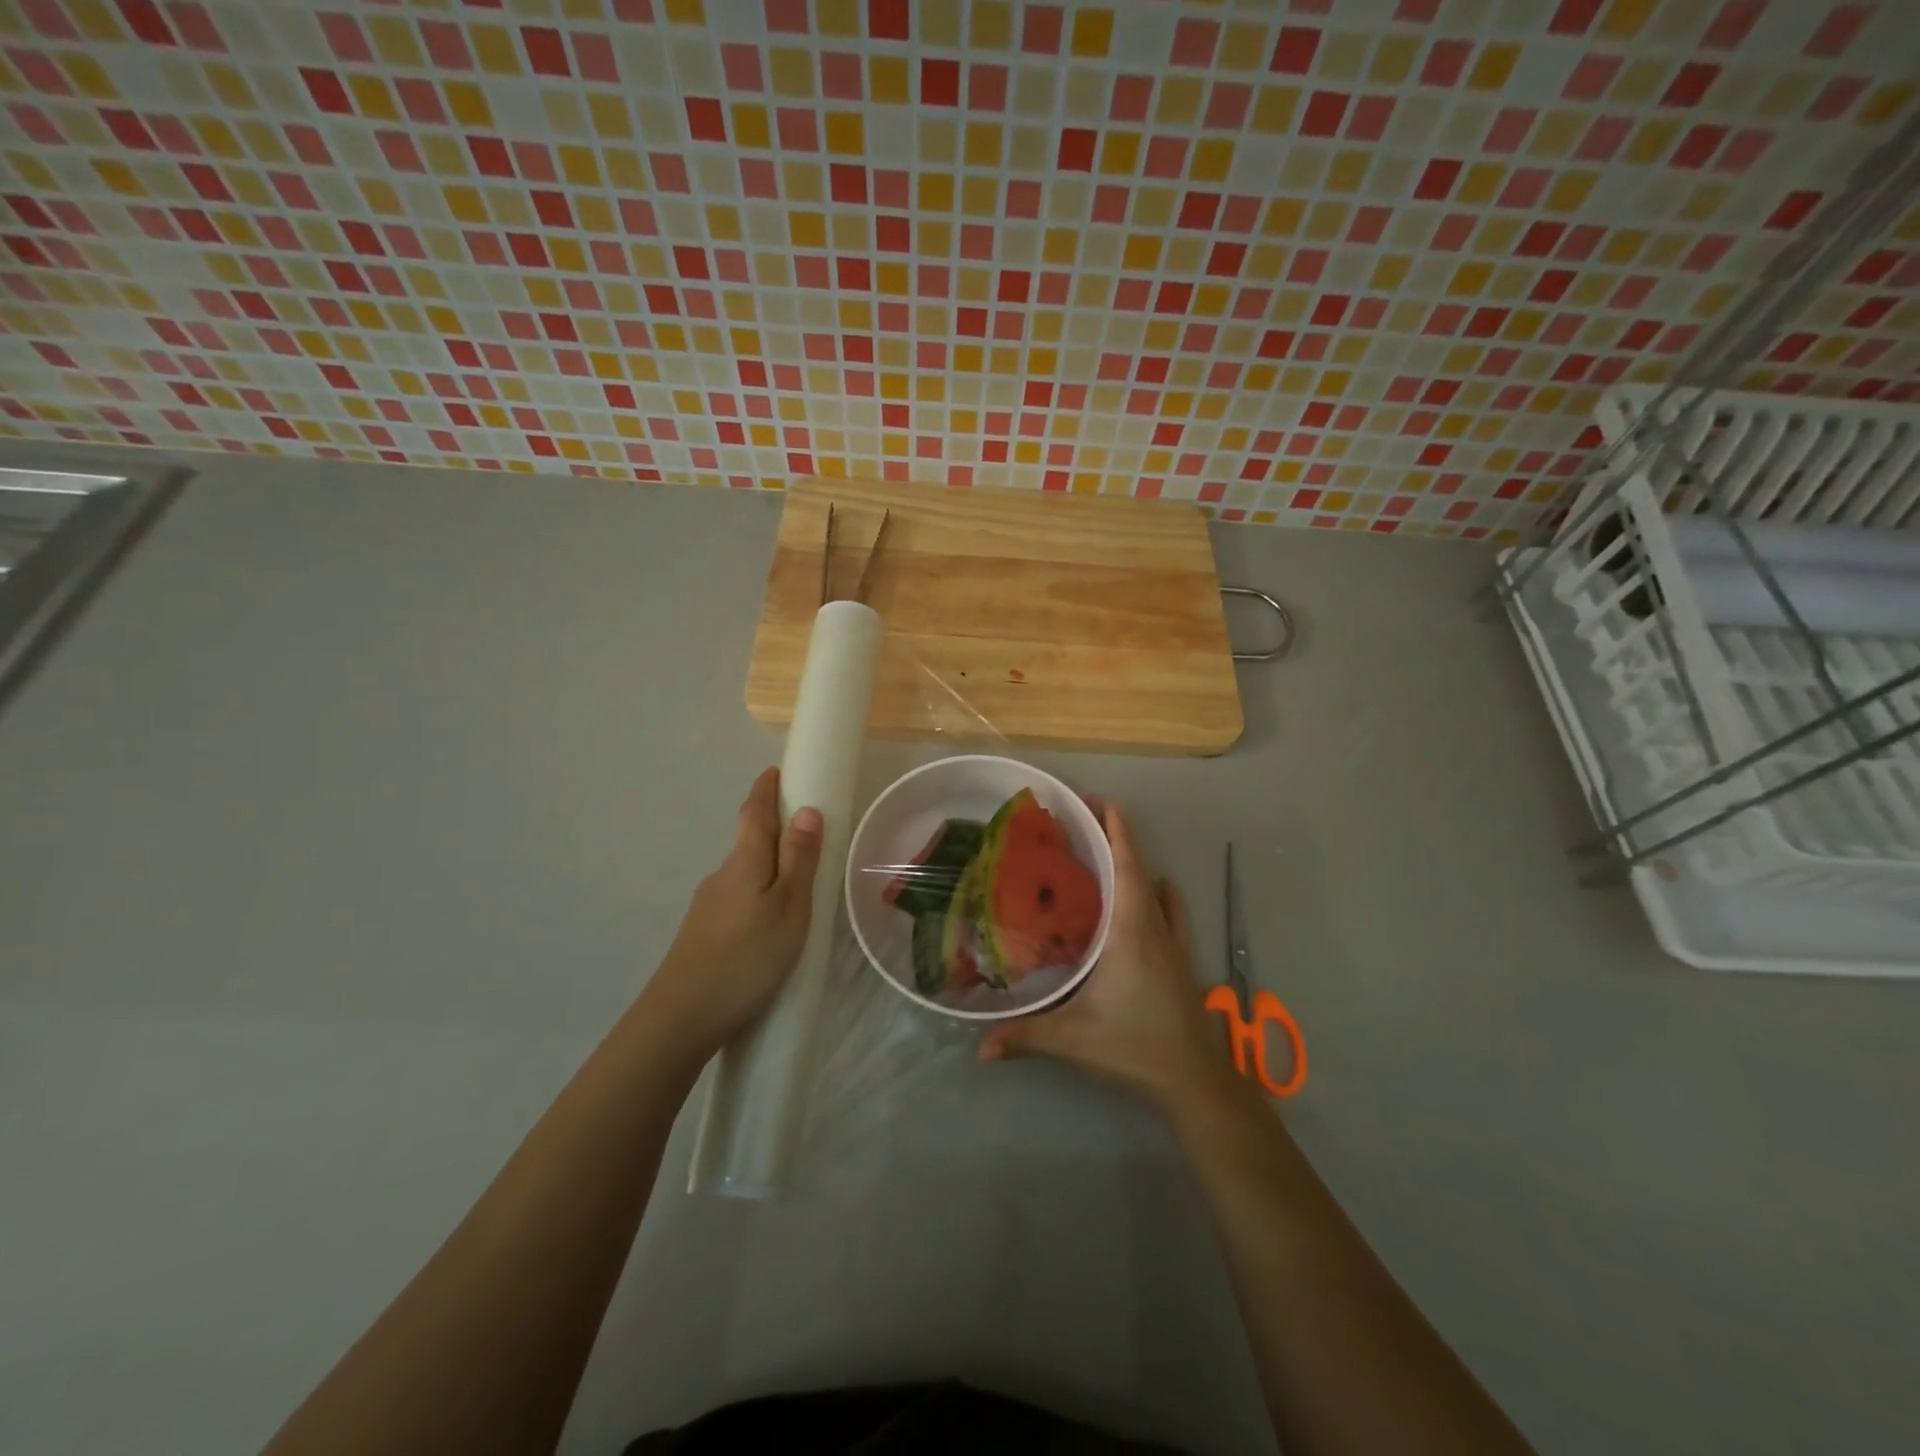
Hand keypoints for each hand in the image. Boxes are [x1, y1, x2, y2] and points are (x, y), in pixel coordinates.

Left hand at [646, 767, 822, 1059]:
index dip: (765, 789)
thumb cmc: (748, 956)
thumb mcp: (789, 907)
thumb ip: (798, 860)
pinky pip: (737, 899)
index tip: (776, 771)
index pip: (753, 812)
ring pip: (744, 874)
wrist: (682, 1016)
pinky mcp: (703, 932)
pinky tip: (768, 925)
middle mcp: (722, 875)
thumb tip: (806, 810)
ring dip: (767, 867)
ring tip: (798, 888)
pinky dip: (757, 895)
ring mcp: (708, 905)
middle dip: (774, 829)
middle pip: (749, 841)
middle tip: (807, 834)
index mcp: (745, 861)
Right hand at [978, 803, 1240, 1114]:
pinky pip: (1171, 912)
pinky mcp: (1180, 959)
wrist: (1195, 1079)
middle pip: (1137, 866)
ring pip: (1154, 886)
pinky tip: (1156, 889)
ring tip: (1105, 852)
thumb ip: (1025, 1036)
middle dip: (1114, 836)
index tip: (1095, 800)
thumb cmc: (1135, 1046)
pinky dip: (1160, 893)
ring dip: (1134, 862)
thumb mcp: (1074, 1039)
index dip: (1113, 828)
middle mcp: (1153, 925)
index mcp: (1130, 929)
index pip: (1125, 864)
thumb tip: (978, 1046)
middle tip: (1082, 819)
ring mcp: (1172, 942)